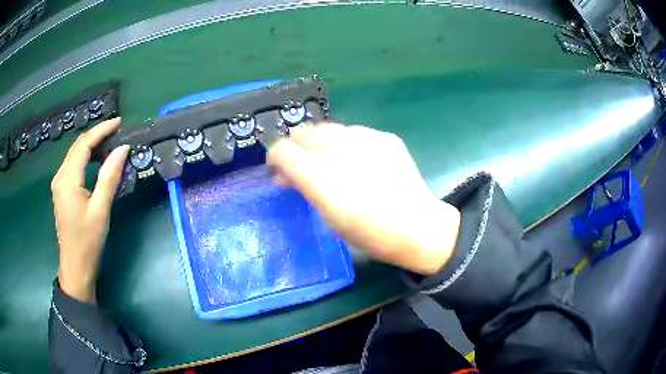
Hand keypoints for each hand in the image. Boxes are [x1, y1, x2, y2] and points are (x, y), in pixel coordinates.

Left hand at [51, 118, 128, 302]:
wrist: (75, 267)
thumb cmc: (88, 242)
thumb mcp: (101, 210)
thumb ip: (110, 177)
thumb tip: (122, 148)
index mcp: (68, 180)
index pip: (84, 144)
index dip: (101, 130)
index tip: (119, 122)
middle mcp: (60, 176)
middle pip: (77, 146)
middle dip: (97, 134)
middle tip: (117, 131)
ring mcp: (59, 183)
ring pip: (75, 154)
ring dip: (91, 145)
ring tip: (110, 143)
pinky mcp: (61, 190)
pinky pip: (73, 165)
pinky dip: (86, 157)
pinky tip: (97, 160)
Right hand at [268, 123, 460, 274]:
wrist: (417, 226)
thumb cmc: (369, 232)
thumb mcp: (328, 216)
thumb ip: (303, 188)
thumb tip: (283, 176)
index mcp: (323, 179)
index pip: (282, 150)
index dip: (275, 157)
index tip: (279, 170)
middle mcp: (341, 151)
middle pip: (303, 133)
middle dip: (296, 147)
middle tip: (303, 165)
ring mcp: (365, 139)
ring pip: (327, 128)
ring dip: (321, 143)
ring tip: (332, 162)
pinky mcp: (384, 136)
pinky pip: (354, 132)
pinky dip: (347, 144)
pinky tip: (360, 162)